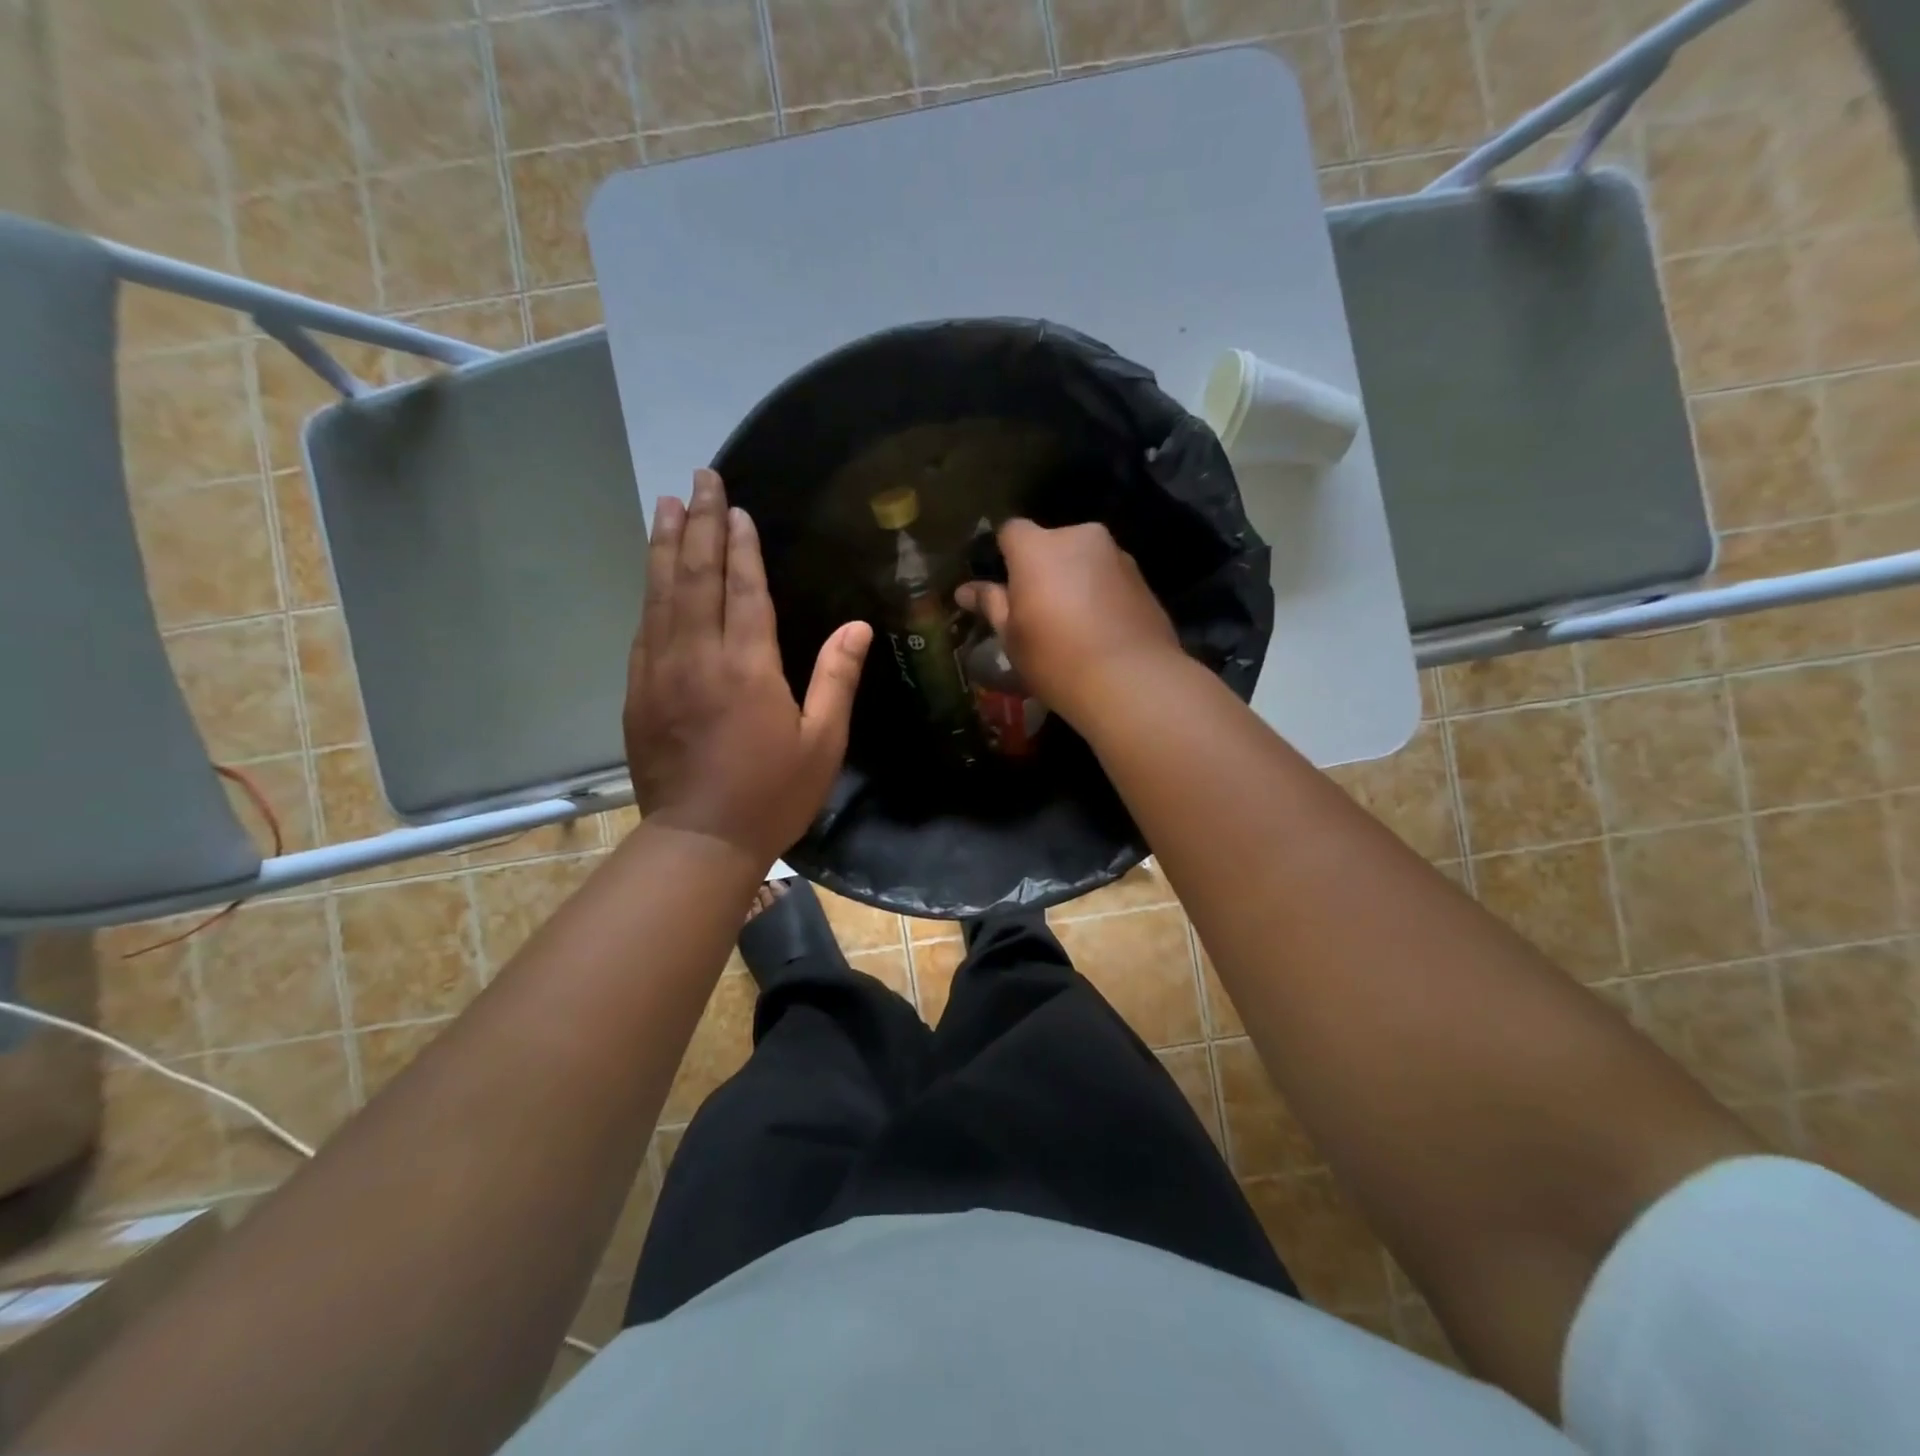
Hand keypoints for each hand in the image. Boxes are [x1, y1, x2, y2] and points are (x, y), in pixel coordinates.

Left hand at [625, 469, 872, 864]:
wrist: (698, 841)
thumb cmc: (771, 794)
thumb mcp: (822, 742)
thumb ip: (837, 679)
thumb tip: (858, 626)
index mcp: (748, 667)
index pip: (744, 589)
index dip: (741, 545)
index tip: (736, 507)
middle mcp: (698, 657)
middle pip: (696, 577)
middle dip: (698, 524)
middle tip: (699, 480)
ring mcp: (660, 672)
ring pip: (660, 594)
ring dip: (665, 546)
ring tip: (666, 505)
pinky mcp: (637, 692)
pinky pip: (643, 628)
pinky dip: (649, 592)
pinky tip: (652, 573)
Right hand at [955, 519, 1183, 727]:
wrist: (1131, 681)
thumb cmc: (1056, 658)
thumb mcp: (1012, 636)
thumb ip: (991, 604)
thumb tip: (965, 590)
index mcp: (1038, 547)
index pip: (1011, 530)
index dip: (1004, 555)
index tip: (1004, 587)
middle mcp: (1080, 538)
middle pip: (1052, 543)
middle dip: (1044, 568)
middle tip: (1038, 610)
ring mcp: (1117, 556)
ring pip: (1084, 560)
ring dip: (1075, 580)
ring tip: (1074, 625)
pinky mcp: (1144, 580)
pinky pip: (1110, 579)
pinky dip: (1101, 595)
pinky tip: (1101, 631)